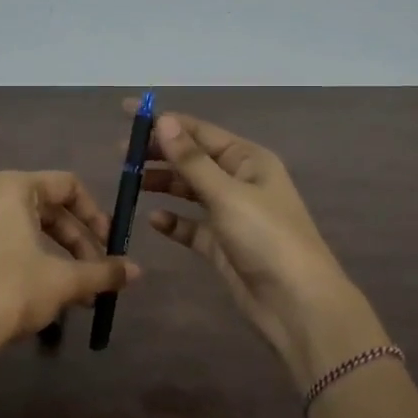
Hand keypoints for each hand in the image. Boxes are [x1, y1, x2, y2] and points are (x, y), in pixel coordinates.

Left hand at [0, 170, 140, 375]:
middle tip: (94, 274)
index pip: (67, 185)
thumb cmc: (9, 292)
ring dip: (53, 255)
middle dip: (75, 242)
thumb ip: (102, 271)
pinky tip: (37, 293)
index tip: (109, 246)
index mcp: (11, 186)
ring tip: (73, 292)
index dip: (95, 214)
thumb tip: (137, 271)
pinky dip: (24, 258)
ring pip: (21, 226)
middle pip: (44, 206)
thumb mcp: (62, 281)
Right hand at [132, 104, 378, 389]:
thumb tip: (163, 120)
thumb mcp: (227, 194)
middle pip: (193, 159)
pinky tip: (153, 220)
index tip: (127, 113)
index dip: (164, 121)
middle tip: (120, 153)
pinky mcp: (222, 245)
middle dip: (159, 153)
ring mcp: (231, 214)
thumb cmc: (266, 238)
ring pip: (190, 190)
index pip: (200, 131)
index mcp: (249, 160)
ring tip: (129, 182)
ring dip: (162, 184)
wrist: (296, 304)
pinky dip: (173, 221)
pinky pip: (191, 226)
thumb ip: (191, 160)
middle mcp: (240, 181)